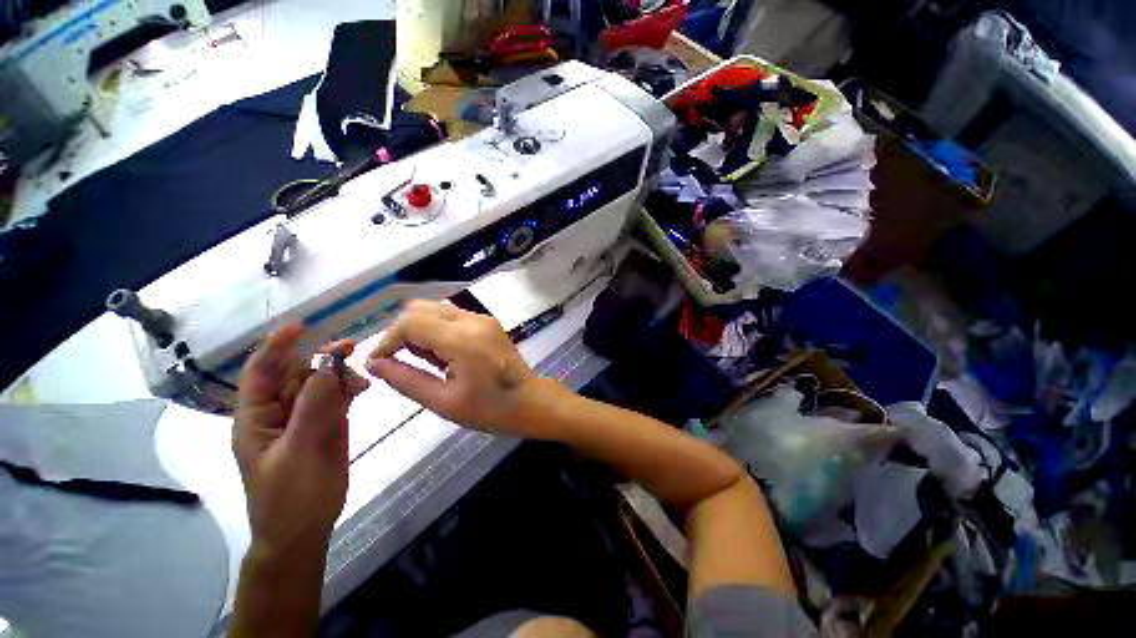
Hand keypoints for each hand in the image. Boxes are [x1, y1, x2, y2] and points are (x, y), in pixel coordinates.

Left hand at [233, 325, 369, 552]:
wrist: (305, 530)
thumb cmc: (289, 498)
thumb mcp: (298, 452)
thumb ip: (314, 408)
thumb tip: (330, 365)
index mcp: (256, 419)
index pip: (262, 373)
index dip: (277, 347)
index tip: (300, 326)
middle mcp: (279, 413)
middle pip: (297, 374)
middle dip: (320, 360)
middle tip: (349, 349)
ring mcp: (306, 419)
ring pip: (322, 384)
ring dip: (340, 375)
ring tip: (360, 382)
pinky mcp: (328, 425)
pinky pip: (338, 397)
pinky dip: (350, 389)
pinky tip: (362, 389)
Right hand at [364, 300, 548, 435]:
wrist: (530, 401)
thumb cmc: (490, 409)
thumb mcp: (443, 402)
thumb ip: (405, 380)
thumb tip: (374, 364)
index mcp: (462, 340)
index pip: (410, 322)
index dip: (387, 340)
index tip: (380, 363)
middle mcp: (472, 320)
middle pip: (420, 308)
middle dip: (402, 332)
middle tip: (403, 362)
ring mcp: (483, 318)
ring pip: (435, 309)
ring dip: (420, 330)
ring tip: (427, 362)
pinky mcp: (488, 322)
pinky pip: (452, 316)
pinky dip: (438, 330)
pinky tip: (444, 355)